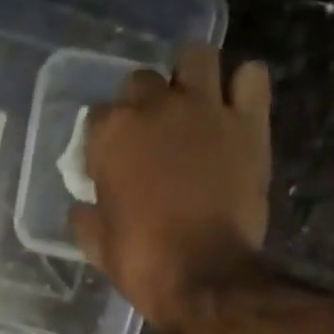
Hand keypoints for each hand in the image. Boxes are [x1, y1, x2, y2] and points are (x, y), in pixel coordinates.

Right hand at [71, 46, 271, 330]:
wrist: (204, 277)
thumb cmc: (143, 264)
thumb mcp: (99, 247)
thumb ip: (87, 218)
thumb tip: (82, 208)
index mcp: (112, 135)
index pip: (97, 118)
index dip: (102, 143)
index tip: (108, 166)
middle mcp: (156, 106)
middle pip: (141, 82)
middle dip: (142, 106)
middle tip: (149, 139)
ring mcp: (206, 108)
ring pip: (196, 57)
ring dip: (190, 76)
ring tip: (191, 108)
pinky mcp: (249, 121)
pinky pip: (251, 76)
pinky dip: (243, 87)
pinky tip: (234, 110)